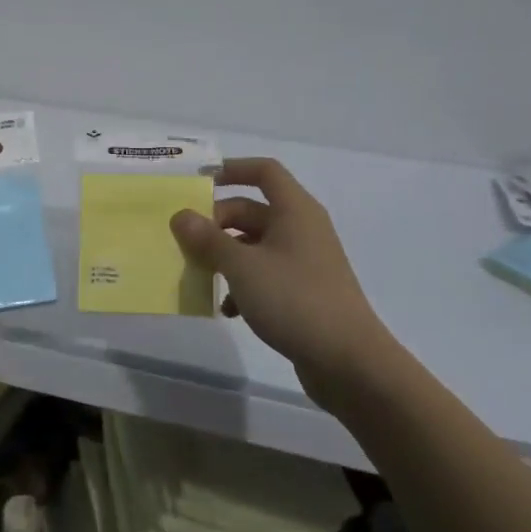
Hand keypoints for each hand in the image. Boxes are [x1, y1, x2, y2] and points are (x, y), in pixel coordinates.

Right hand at [170, 157, 394, 405]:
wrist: (350, 362)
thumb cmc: (295, 299)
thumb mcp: (242, 266)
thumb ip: (208, 239)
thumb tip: (181, 216)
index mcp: (294, 210)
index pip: (264, 171)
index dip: (232, 169)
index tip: (199, 182)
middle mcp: (302, 228)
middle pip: (253, 210)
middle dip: (217, 223)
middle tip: (188, 242)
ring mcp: (305, 261)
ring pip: (256, 244)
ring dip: (226, 256)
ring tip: (201, 275)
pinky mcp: (304, 291)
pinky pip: (266, 274)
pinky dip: (244, 284)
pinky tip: (228, 309)